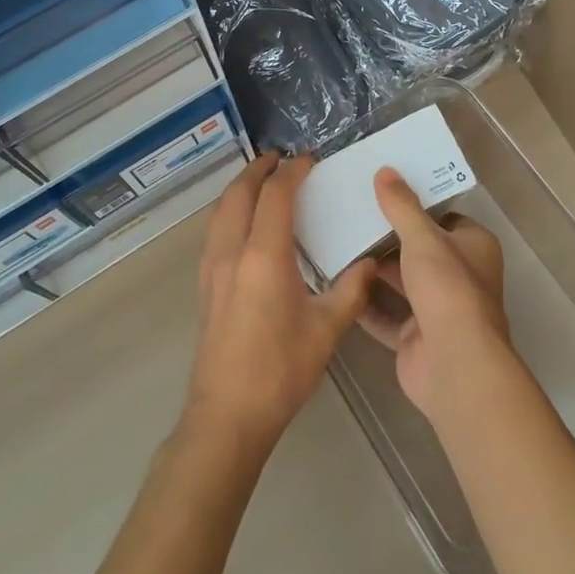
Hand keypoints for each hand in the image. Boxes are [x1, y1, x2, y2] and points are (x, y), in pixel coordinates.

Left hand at [186, 152, 376, 451]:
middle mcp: (232, 253)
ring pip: (220, 212)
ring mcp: (212, 269)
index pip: (275, 196)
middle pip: (238, 194)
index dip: (292, 172)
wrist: (227, 415)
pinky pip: (214, 232)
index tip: (308, 160)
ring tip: (260, 182)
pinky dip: (229, 212)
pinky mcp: (204, 286)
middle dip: (257, 170)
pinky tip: (244, 225)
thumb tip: (370, 263)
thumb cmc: (280, 370)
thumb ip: (351, 290)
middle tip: (278, 158)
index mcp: (264, 257)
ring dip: (239, 189)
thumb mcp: (326, 330)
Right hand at [359, 168, 511, 422]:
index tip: (382, 191)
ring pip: (401, 282)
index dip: (416, 205)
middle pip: (419, 250)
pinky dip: (364, 302)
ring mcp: (437, 310)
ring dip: (374, 270)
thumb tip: (385, 171)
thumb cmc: (447, 289)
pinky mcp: (414, 337)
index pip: (443, 218)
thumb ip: (402, 206)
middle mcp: (459, 276)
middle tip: (351, 214)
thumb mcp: (423, 238)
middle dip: (388, 237)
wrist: (453, 364)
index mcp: (473, 247)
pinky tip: (336, 284)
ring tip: (337, 244)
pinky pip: (385, 314)